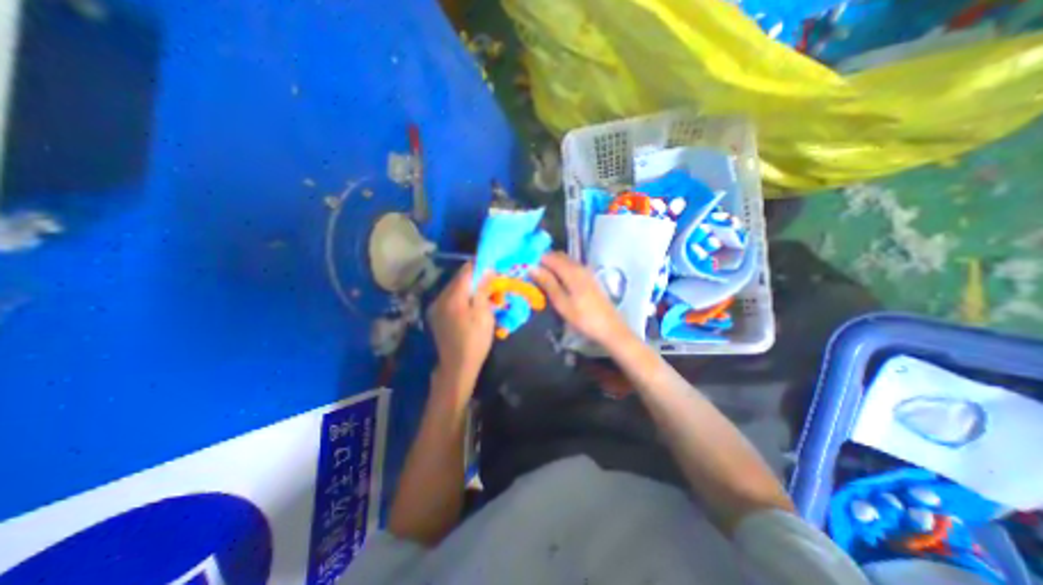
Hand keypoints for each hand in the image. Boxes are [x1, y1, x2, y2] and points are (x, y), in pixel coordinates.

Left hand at [433, 262, 496, 385]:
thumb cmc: (475, 340)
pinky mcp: (436, 316)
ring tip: (484, 295)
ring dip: (469, 288)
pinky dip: (462, 298)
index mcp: (453, 296)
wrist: (457, 367)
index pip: (466, 271)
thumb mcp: (484, 314)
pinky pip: (451, 299)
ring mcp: (436, 307)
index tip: (493, 267)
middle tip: (492, 283)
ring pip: (455, 289)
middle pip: (459, 279)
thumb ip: (483, 289)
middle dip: (476, 278)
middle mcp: (441, 297)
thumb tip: (487, 269)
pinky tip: (472, 306)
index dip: (480, 266)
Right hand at [532, 249, 630, 347]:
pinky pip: (572, 268)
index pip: (550, 256)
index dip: (536, 260)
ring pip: (565, 262)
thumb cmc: (583, 318)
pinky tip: (557, 284)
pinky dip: (561, 271)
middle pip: (558, 256)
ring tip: (541, 280)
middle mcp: (579, 266)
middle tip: (531, 275)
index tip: (525, 269)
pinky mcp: (590, 279)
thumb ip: (547, 283)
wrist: (610, 328)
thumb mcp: (561, 302)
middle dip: (544, 262)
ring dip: (553, 267)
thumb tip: (531, 267)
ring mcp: (586, 271)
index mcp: (571, 270)